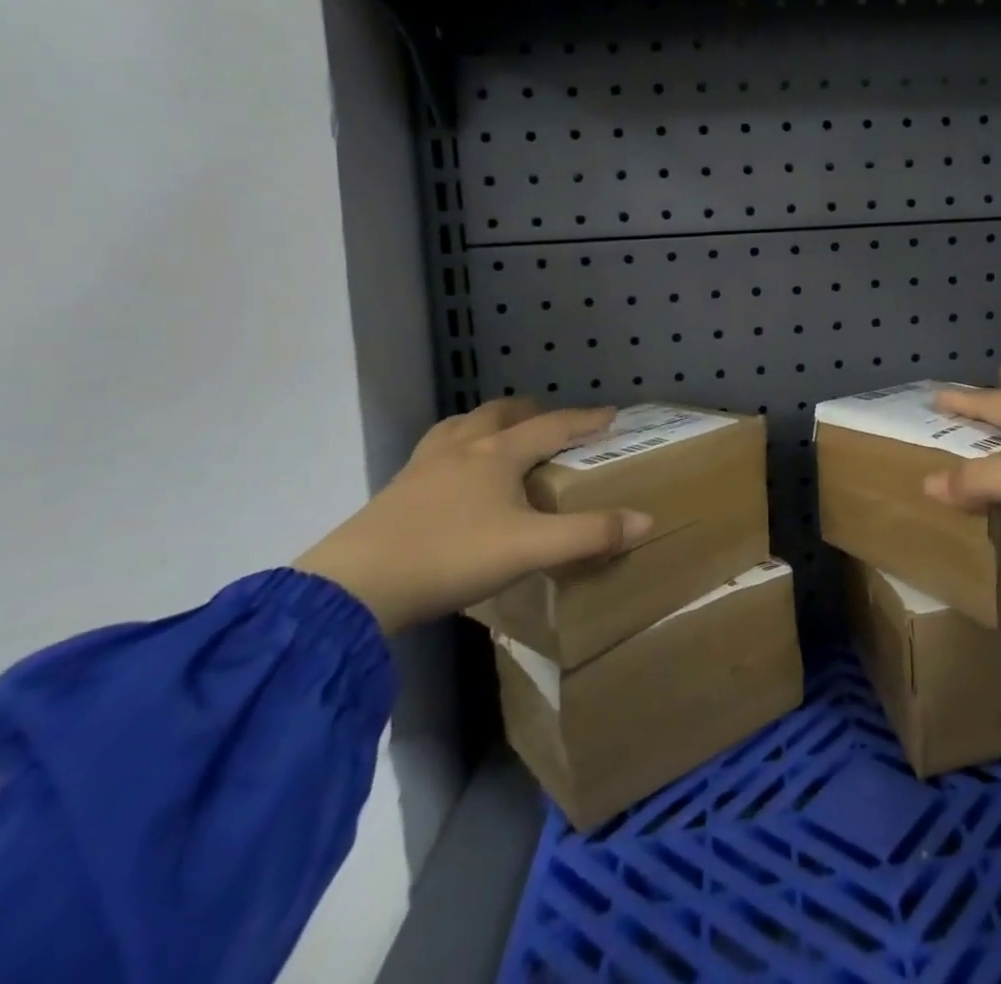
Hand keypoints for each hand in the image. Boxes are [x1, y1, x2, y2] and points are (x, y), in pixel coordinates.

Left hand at [293, 399, 651, 635]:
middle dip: (531, 412)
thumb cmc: (451, 557)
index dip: (584, 420)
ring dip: (487, 422)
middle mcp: (461, 448)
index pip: (552, 426)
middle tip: (551, 422)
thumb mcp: (530, 549)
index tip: (611, 414)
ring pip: (461, 425)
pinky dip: (455, 447)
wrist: (354, 588)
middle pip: (501, 413)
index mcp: (497, 454)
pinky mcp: (395, 491)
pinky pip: (434, 452)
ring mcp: (422, 467)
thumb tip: (645, 520)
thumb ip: (589, 535)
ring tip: (499, 436)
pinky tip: (451, 475)